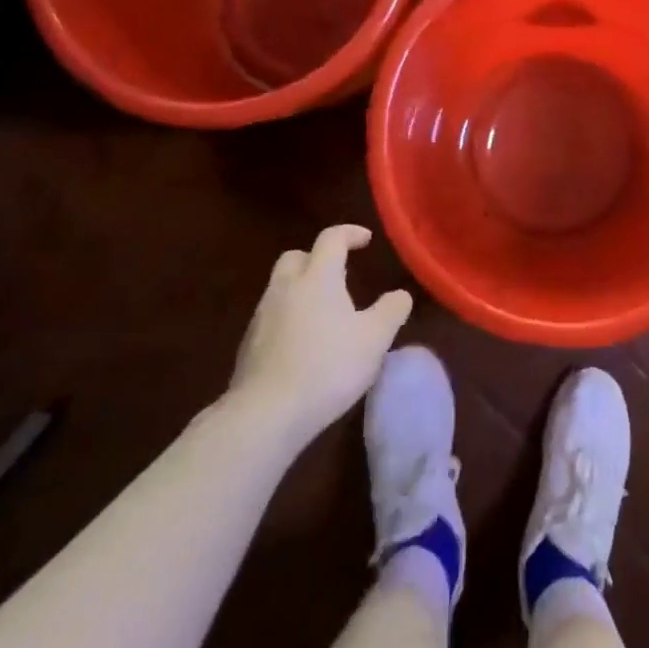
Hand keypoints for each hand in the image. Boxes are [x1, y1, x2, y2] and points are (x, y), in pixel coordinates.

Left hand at [230, 225, 412, 441]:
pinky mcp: (248, 345)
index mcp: (317, 277)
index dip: (350, 233)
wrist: (266, 414)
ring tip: (325, 314)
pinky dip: (288, 318)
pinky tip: (303, 344)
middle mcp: (285, 288)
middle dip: (317, 258)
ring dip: (302, 290)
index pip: (331, 238)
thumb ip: (391, 311)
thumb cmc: (328, 367)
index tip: (366, 240)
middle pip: (297, 256)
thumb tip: (400, 294)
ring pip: (281, 287)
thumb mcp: (375, 339)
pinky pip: (271, 317)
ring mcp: (262, 316)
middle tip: (339, 274)